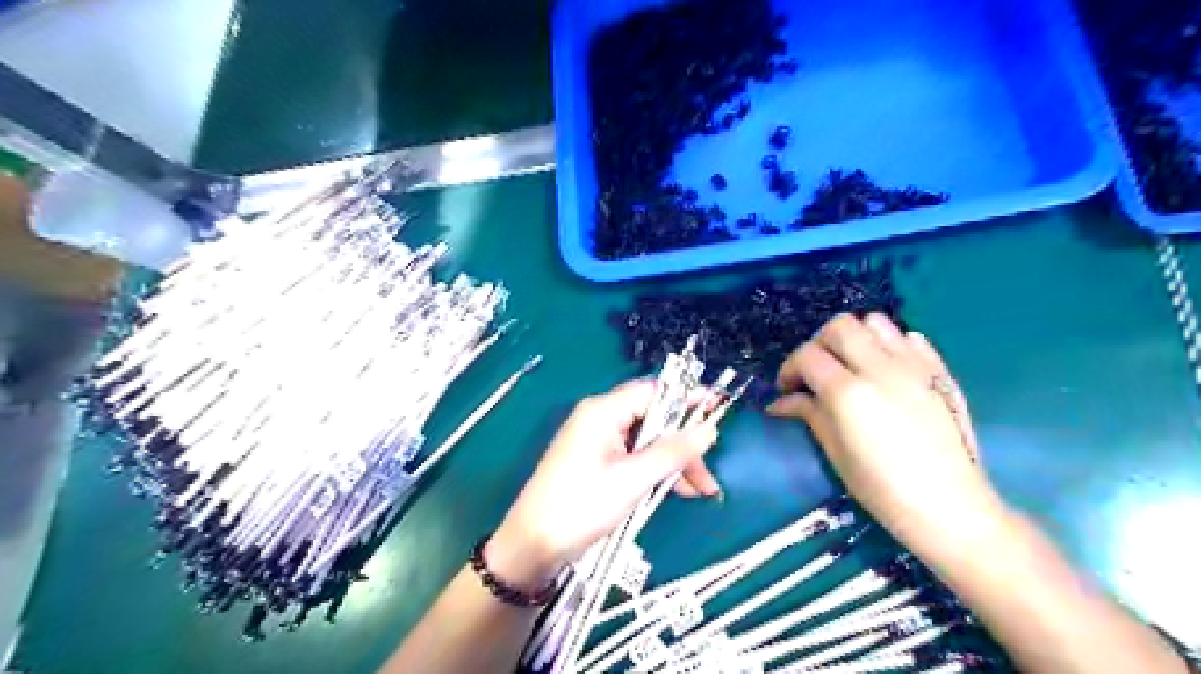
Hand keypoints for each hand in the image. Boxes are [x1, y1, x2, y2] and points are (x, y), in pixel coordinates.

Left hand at [489, 379, 715, 589]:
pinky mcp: (596, 461)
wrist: (532, 545)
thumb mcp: (633, 479)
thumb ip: (672, 452)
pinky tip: (675, 492)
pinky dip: (655, 471)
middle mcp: (600, 418)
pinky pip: (634, 456)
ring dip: (673, 462)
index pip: (654, 391)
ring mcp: (597, 440)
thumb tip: (709, 429)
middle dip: (684, 444)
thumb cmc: (581, 506)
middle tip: (709, 473)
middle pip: (653, 418)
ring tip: (700, 492)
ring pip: (647, 441)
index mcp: (603, 411)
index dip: (688, 398)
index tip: (720, 409)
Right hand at [769, 316, 1006, 557]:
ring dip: (855, 338)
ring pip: (875, 322)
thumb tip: (782, 401)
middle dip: (819, 344)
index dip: (789, 369)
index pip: (807, 356)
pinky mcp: (939, 371)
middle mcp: (880, 369)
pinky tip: (886, 371)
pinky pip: (909, 337)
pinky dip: (890, 345)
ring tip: (852, 366)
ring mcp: (914, 366)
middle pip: (839, 326)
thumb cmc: (883, 489)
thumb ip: (809, 414)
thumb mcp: (835, 453)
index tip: (787, 389)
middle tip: (817, 373)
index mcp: (848, 393)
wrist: (950, 507)